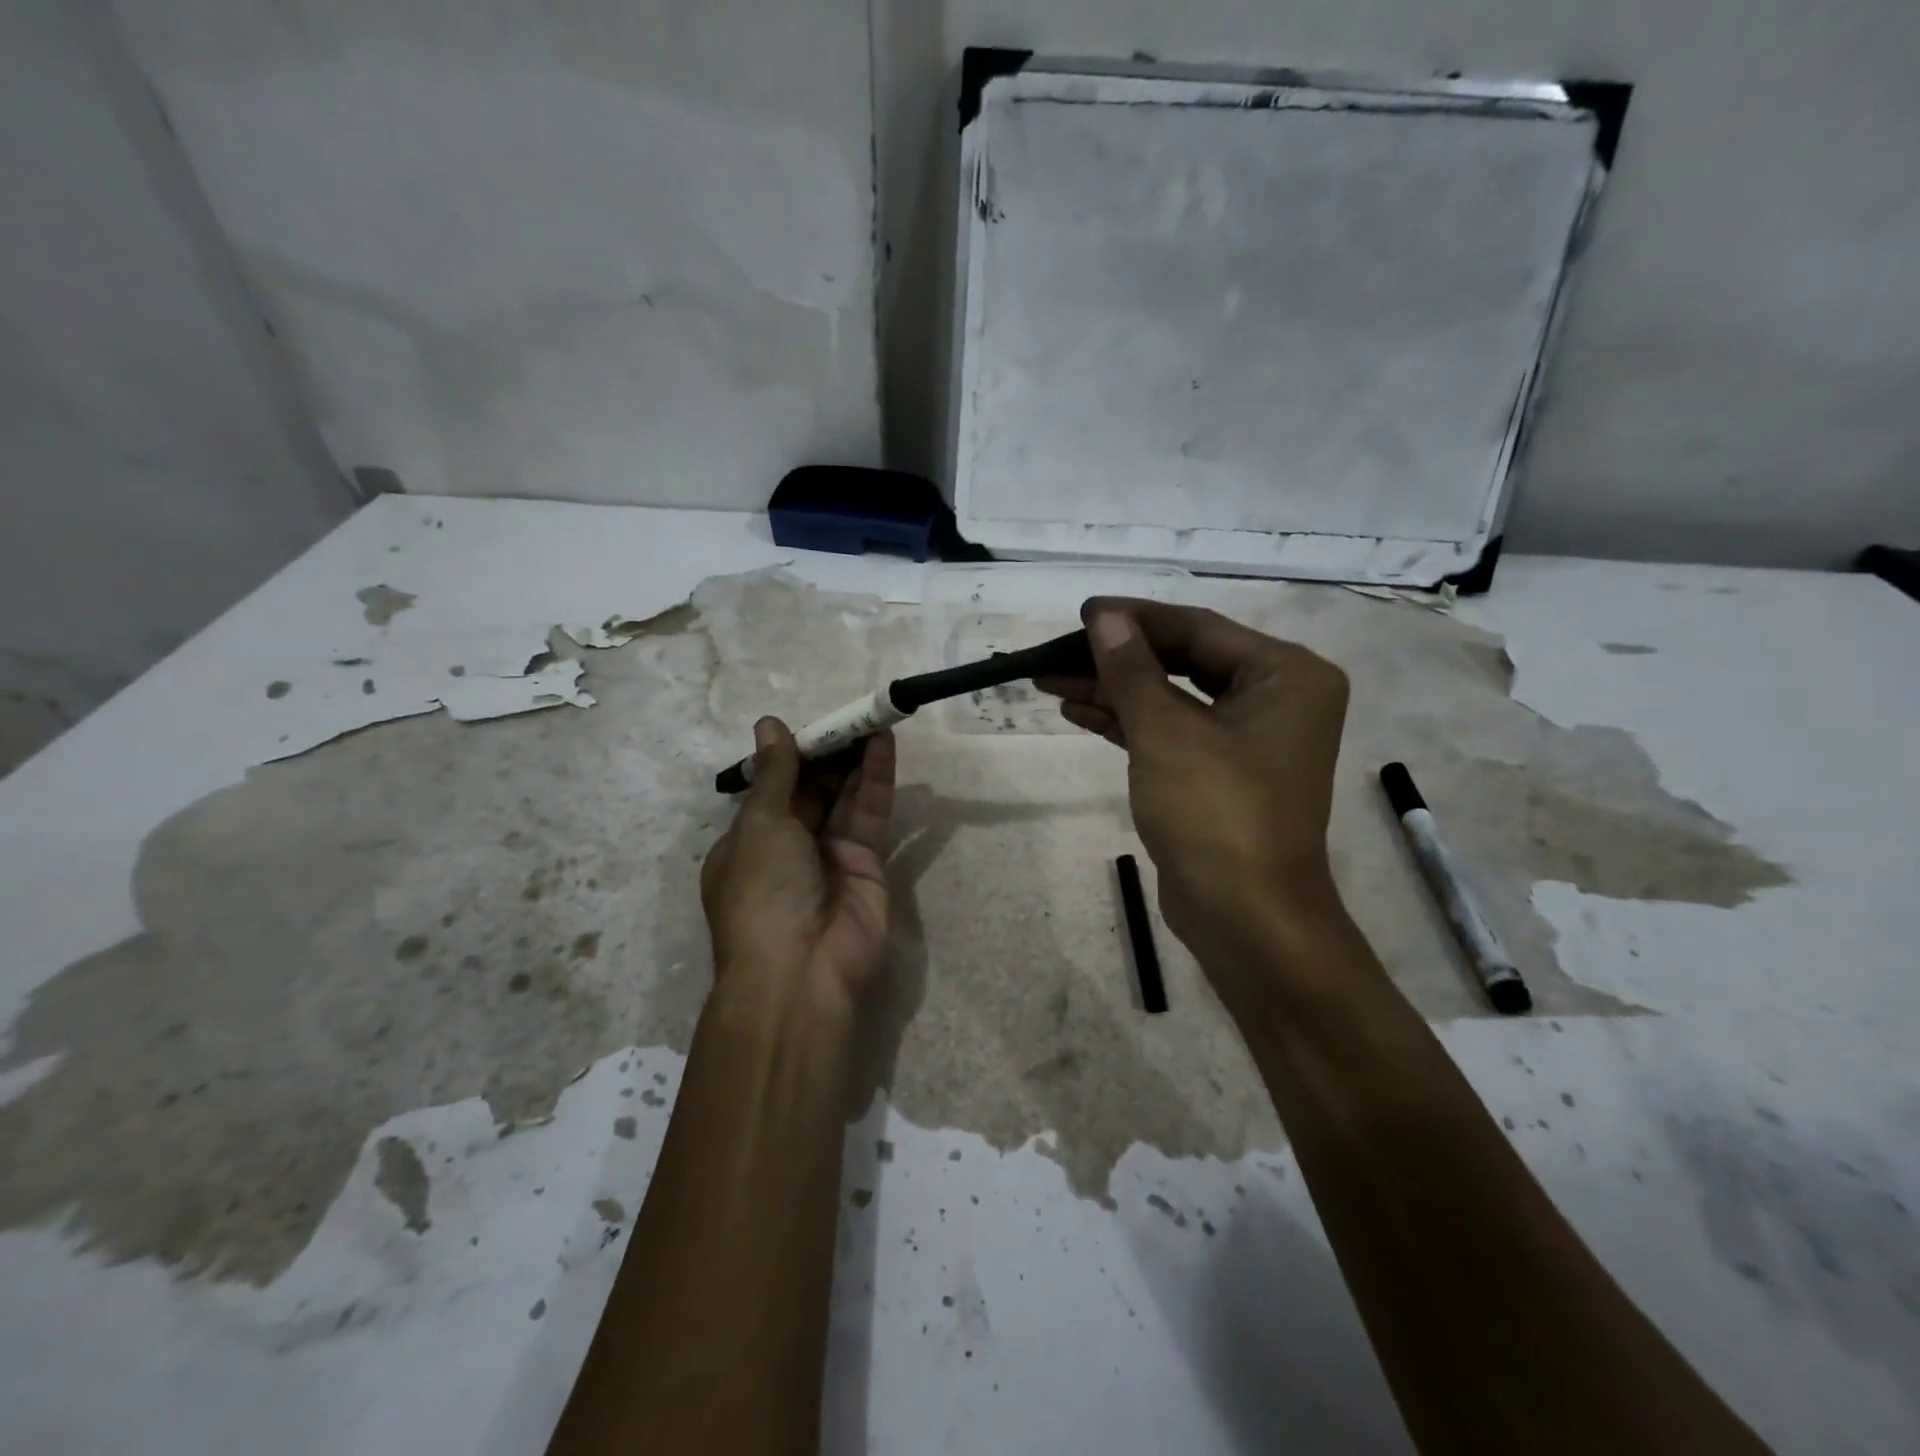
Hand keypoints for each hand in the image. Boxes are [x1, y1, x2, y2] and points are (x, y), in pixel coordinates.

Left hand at [700, 719, 896, 1013]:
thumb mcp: (759, 825)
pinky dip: (877, 778)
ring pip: (844, 797)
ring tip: (871, 717)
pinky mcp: (869, 864)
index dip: (792, 756)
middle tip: (850, 714)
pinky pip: (870, 813)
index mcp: (748, 844)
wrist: (802, 973)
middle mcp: (788, 849)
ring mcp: (830, 857)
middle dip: (829, 754)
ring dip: (855, 758)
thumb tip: (769, 724)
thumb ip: (776, 773)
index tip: (813, 724)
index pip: (772, 790)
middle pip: (812, 790)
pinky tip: (883, 743)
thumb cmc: (762, 892)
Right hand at [1039, 598, 1352, 996]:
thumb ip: (1131, 669)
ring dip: (1114, 691)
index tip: (1080, 613)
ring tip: (1052, 680)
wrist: (1246, 918)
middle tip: (1059, 650)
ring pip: (1172, 699)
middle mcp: (1276, 699)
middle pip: (1184, 661)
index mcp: (1286, 675)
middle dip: (1118, 659)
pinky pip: (1172, 734)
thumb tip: (1104, 616)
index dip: (1135, 618)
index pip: (1198, 629)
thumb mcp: (1165, 732)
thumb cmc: (1216, 813)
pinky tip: (1079, 711)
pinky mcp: (1221, 776)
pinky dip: (1128, 724)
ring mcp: (1249, 741)